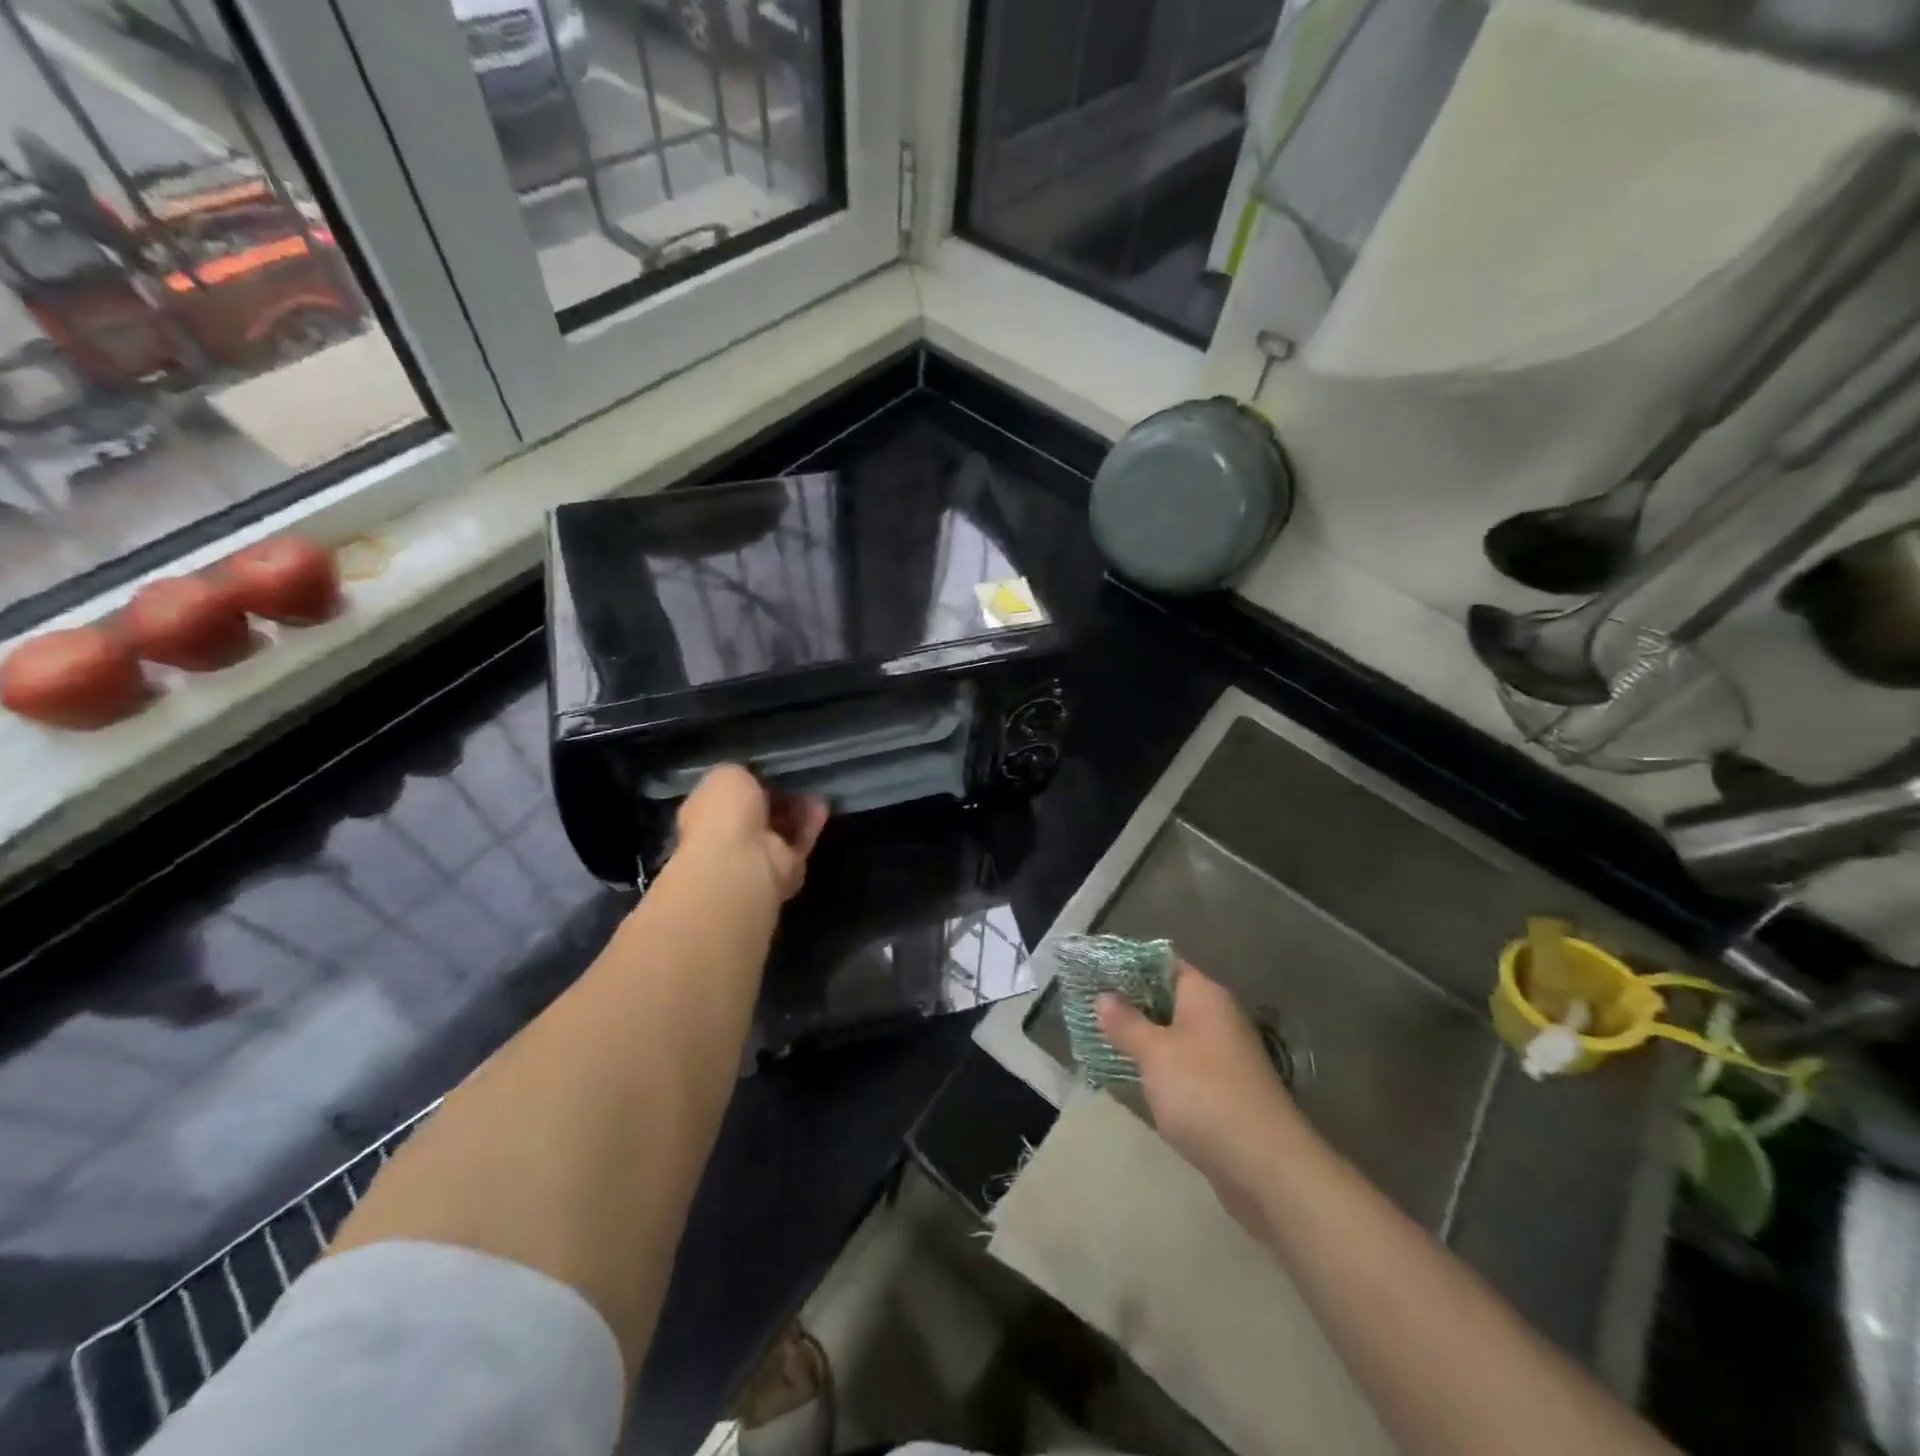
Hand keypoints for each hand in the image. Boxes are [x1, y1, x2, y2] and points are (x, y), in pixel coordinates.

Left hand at [675, 765, 828, 901]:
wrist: (742, 862)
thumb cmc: (724, 813)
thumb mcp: (727, 774)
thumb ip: (741, 773)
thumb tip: (753, 778)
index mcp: (705, 814)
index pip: (727, 796)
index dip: (746, 782)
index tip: (765, 770)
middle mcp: (727, 837)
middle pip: (757, 813)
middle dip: (776, 798)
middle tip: (794, 779)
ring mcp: (756, 855)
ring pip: (781, 827)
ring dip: (797, 809)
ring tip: (813, 788)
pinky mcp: (784, 868)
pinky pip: (800, 840)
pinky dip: (810, 823)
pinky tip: (821, 803)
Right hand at [1098, 963, 1299, 1205]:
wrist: (1266, 1167)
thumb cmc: (1205, 1094)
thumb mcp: (1156, 1054)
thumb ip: (1127, 1023)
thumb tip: (1104, 997)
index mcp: (1205, 996)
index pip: (1162, 964)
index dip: (1127, 965)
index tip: (1093, 971)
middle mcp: (1217, 1018)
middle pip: (1166, 998)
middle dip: (1128, 1003)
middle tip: (1086, 1006)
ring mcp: (1222, 1055)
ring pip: (1172, 1034)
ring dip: (1140, 1037)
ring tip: (1097, 1038)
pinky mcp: (1221, 1090)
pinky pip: (1180, 1065)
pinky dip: (1156, 1066)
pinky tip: (1128, 1074)